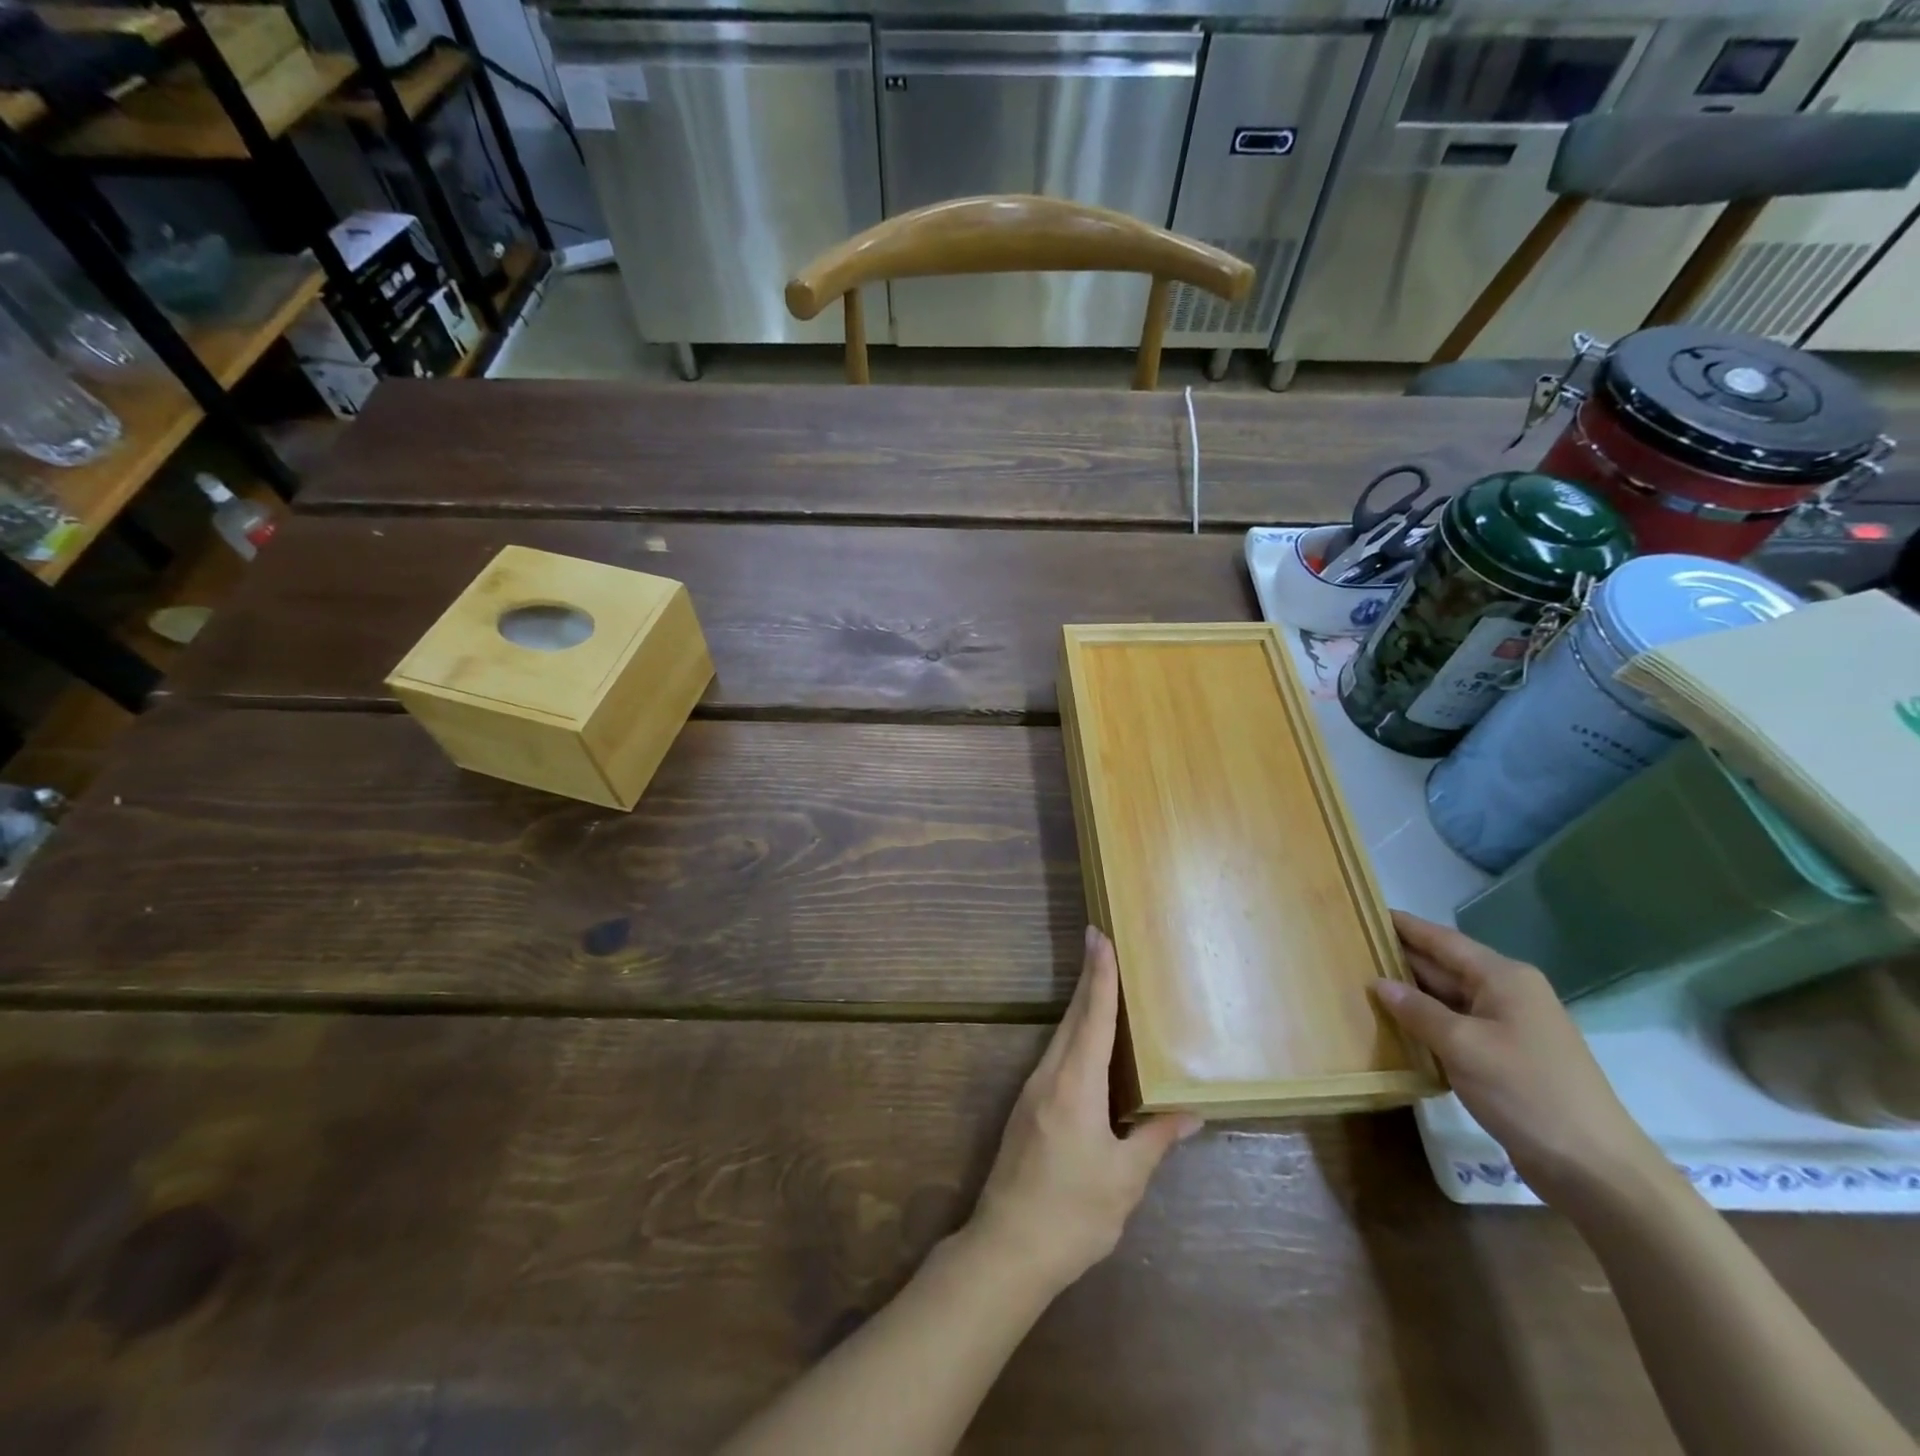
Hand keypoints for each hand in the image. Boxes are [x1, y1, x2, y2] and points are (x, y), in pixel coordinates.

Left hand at [967, 927, 1199, 1295]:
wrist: (1008, 1247)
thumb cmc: (1073, 1213)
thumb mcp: (1124, 1180)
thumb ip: (1154, 1139)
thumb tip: (1188, 1112)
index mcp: (1074, 1086)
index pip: (1092, 1018)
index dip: (1100, 977)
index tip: (1099, 937)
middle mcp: (1049, 1076)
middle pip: (1074, 1017)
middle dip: (1089, 978)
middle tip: (1099, 940)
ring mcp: (1033, 1091)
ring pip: (1062, 1035)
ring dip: (1081, 1005)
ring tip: (1100, 981)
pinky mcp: (1028, 1108)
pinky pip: (1056, 1055)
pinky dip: (1074, 1034)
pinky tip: (1087, 1041)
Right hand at [1374, 912, 1658, 1204]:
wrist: (1594, 1168)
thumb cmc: (1527, 1091)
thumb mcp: (1464, 1046)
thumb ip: (1418, 1011)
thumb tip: (1379, 983)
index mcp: (1503, 978)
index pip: (1442, 940)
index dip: (1404, 926)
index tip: (1364, 910)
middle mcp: (1507, 994)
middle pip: (1444, 967)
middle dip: (1400, 959)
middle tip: (1350, 949)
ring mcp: (1508, 1027)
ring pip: (1447, 999)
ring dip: (1409, 995)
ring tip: (1359, 982)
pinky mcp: (1504, 1058)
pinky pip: (1455, 1028)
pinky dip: (1425, 1025)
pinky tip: (1393, 1027)